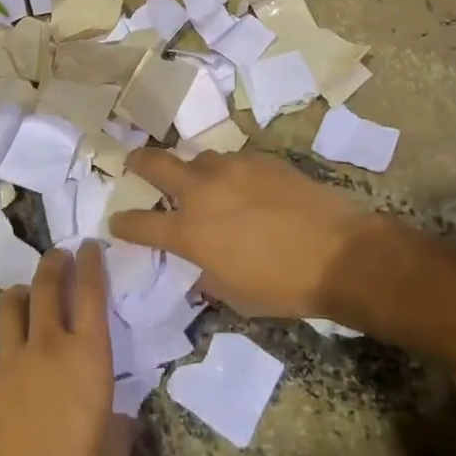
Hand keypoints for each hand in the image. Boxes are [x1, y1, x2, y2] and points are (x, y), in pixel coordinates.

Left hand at [0, 241, 130, 455]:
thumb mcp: (118, 451)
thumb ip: (117, 421)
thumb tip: (115, 415)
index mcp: (88, 356)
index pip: (90, 291)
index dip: (91, 262)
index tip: (89, 244)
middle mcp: (48, 347)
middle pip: (46, 285)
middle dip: (54, 263)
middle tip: (60, 255)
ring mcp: (11, 365)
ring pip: (12, 306)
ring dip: (23, 293)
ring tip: (29, 295)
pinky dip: (10, 347)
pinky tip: (17, 369)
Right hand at [109, 148, 374, 318]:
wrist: (338, 253)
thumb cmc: (284, 286)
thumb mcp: (236, 296)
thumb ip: (208, 277)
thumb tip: (200, 270)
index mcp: (190, 231)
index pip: (141, 224)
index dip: (124, 223)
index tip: (116, 222)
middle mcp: (202, 192)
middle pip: (156, 164)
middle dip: (139, 162)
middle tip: (133, 162)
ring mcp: (232, 168)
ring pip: (199, 159)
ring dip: (194, 171)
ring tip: (204, 183)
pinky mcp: (260, 158)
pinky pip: (234, 161)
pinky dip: (231, 173)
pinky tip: (246, 186)